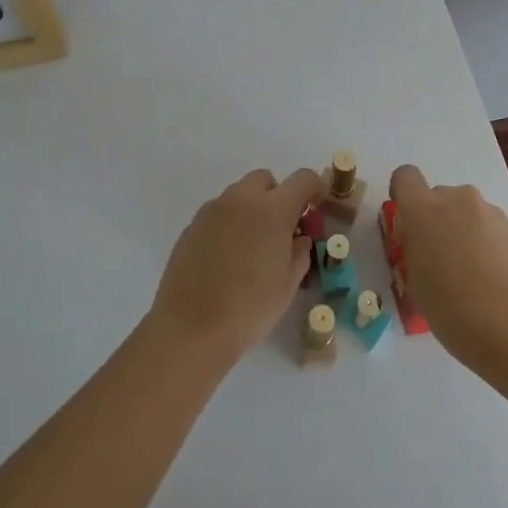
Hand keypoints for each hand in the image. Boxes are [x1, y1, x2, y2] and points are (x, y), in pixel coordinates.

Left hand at [149, 168, 322, 366]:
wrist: (190, 328)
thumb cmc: (249, 308)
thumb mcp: (287, 285)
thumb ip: (299, 253)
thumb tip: (299, 238)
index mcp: (273, 210)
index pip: (302, 179)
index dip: (314, 188)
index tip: (316, 206)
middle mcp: (241, 199)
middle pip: (265, 179)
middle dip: (277, 196)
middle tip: (280, 230)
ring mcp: (212, 210)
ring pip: (239, 194)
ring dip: (251, 209)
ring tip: (251, 247)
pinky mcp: (191, 225)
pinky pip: (218, 212)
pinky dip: (229, 223)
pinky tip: (226, 257)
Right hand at [388, 165, 507, 369]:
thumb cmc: (454, 310)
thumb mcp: (416, 283)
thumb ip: (415, 249)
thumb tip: (423, 241)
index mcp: (424, 210)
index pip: (405, 177)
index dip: (404, 195)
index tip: (408, 224)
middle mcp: (457, 200)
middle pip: (439, 197)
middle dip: (437, 221)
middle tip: (440, 261)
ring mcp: (491, 212)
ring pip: (467, 213)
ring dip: (463, 233)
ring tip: (472, 278)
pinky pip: (490, 229)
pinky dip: (487, 246)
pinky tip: (494, 282)